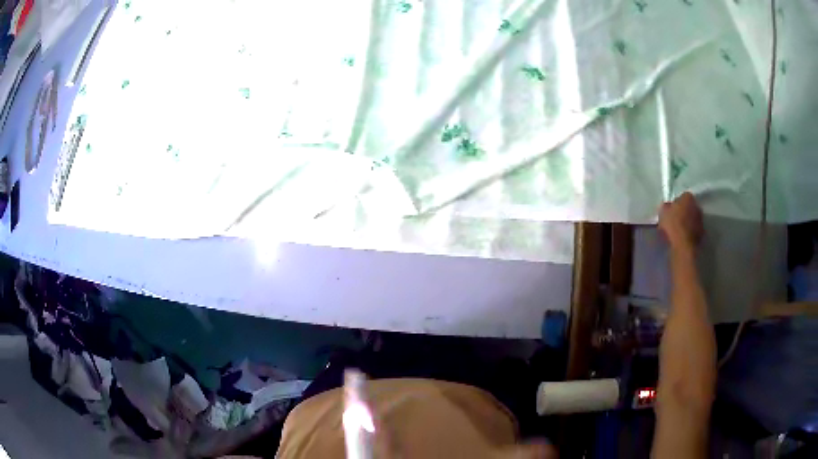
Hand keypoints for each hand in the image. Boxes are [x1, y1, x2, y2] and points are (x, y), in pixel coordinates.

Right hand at [658, 192, 702, 249]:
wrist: (683, 246)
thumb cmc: (673, 225)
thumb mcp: (662, 212)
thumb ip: (666, 207)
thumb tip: (668, 206)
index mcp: (688, 197)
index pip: (682, 196)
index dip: (676, 203)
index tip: (670, 210)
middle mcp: (697, 206)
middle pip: (689, 207)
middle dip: (683, 212)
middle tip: (674, 220)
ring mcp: (701, 220)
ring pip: (692, 219)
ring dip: (687, 223)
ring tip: (678, 231)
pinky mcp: (702, 234)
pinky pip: (693, 230)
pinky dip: (689, 232)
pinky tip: (682, 238)